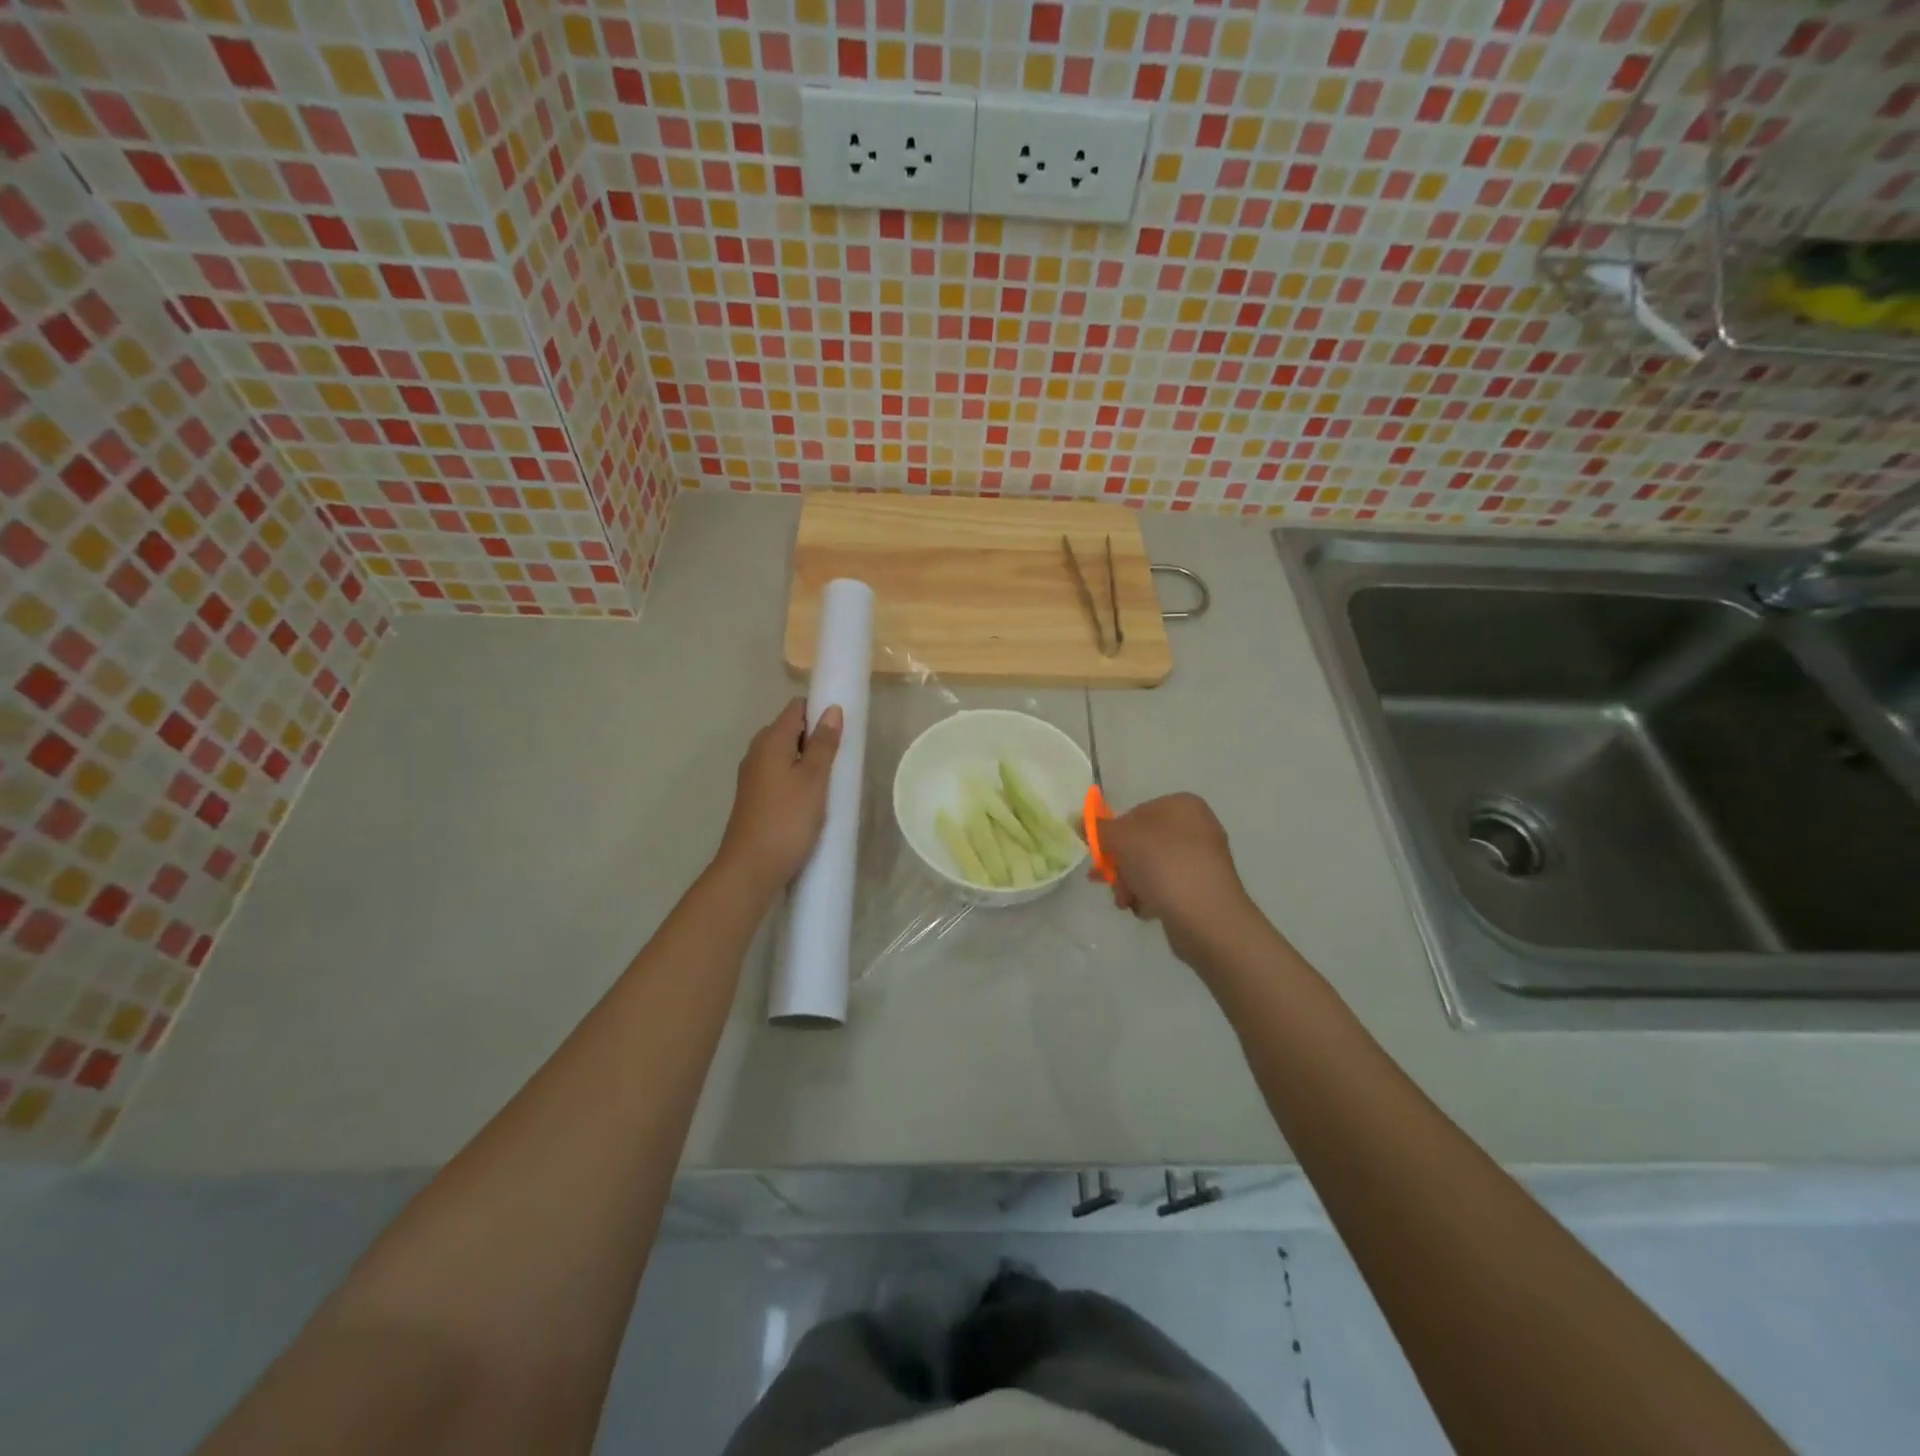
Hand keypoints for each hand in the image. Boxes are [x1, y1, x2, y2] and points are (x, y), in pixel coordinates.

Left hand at [716, 699, 842, 892]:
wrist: (750, 869)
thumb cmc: (787, 820)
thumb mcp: (814, 780)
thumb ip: (824, 744)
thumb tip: (832, 709)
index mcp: (770, 741)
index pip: (797, 708)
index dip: (820, 712)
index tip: (843, 729)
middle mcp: (757, 753)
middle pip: (791, 730)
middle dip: (817, 738)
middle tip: (842, 758)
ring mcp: (754, 777)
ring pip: (787, 755)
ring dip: (809, 761)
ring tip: (832, 781)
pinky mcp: (756, 798)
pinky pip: (781, 775)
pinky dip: (798, 779)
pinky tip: (813, 799)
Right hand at [1099, 793, 1258, 963]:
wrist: (1208, 917)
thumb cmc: (1163, 866)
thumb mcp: (1121, 839)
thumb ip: (1097, 828)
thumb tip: (1078, 820)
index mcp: (1182, 805)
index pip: (1134, 814)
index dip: (1112, 836)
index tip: (1100, 857)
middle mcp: (1196, 827)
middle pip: (1141, 842)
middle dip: (1119, 865)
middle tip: (1105, 881)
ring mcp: (1201, 859)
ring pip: (1150, 867)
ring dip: (1130, 884)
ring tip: (1126, 901)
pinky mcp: (1202, 888)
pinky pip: (1166, 887)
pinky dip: (1151, 897)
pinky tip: (1147, 910)